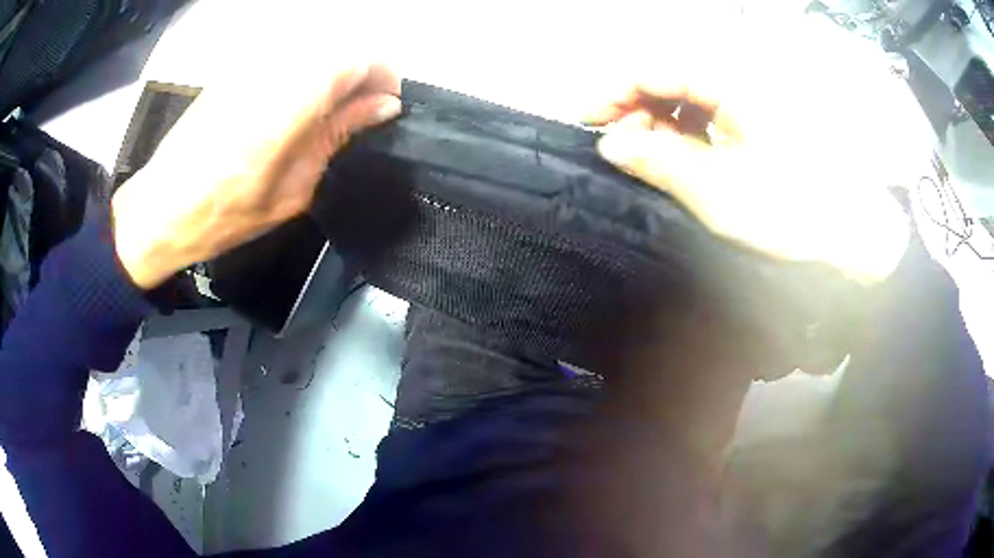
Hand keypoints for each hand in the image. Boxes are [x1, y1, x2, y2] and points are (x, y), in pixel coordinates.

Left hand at [111, 63, 401, 289]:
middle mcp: (273, 71)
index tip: (386, 104)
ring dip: (334, 75)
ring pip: (316, 50)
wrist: (162, 207)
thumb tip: (382, 106)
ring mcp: (253, 64)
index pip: (357, 59)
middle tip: (362, 112)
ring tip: (330, 112)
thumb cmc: (226, 214)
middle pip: (340, 48)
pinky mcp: (239, 67)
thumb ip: (337, 136)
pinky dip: (306, 74)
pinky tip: (295, 107)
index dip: (383, 75)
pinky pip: (289, 57)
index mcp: (289, 105)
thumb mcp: (292, 189)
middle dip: (362, 75)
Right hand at [584, 30, 910, 283]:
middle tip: (622, 146)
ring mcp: (751, 99)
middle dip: (638, 107)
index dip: (616, 90)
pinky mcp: (759, 118)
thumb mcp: (719, 190)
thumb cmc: (794, 209)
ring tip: (651, 155)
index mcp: (732, 81)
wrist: (853, 231)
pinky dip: (689, 130)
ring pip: (689, 94)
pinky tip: (683, 154)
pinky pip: (711, 112)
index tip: (589, 120)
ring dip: (662, 120)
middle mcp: (740, 79)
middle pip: (670, 76)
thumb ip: (660, 161)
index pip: (655, 68)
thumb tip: (611, 144)